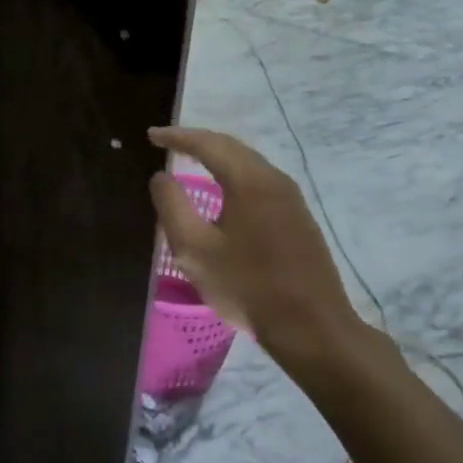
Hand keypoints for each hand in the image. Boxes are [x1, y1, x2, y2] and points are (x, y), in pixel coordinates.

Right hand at [148, 126, 360, 349]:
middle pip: (232, 147)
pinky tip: (224, 190)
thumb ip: (172, 206)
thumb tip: (161, 176)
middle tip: (168, 143)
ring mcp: (291, 198)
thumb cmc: (247, 287)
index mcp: (249, 181)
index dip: (177, 137)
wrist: (311, 326)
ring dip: (218, 157)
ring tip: (191, 160)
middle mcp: (274, 179)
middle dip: (198, 141)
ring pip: (249, 163)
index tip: (151, 136)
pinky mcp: (298, 217)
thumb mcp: (195, 249)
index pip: (208, 144)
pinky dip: (235, 174)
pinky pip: (260, 181)